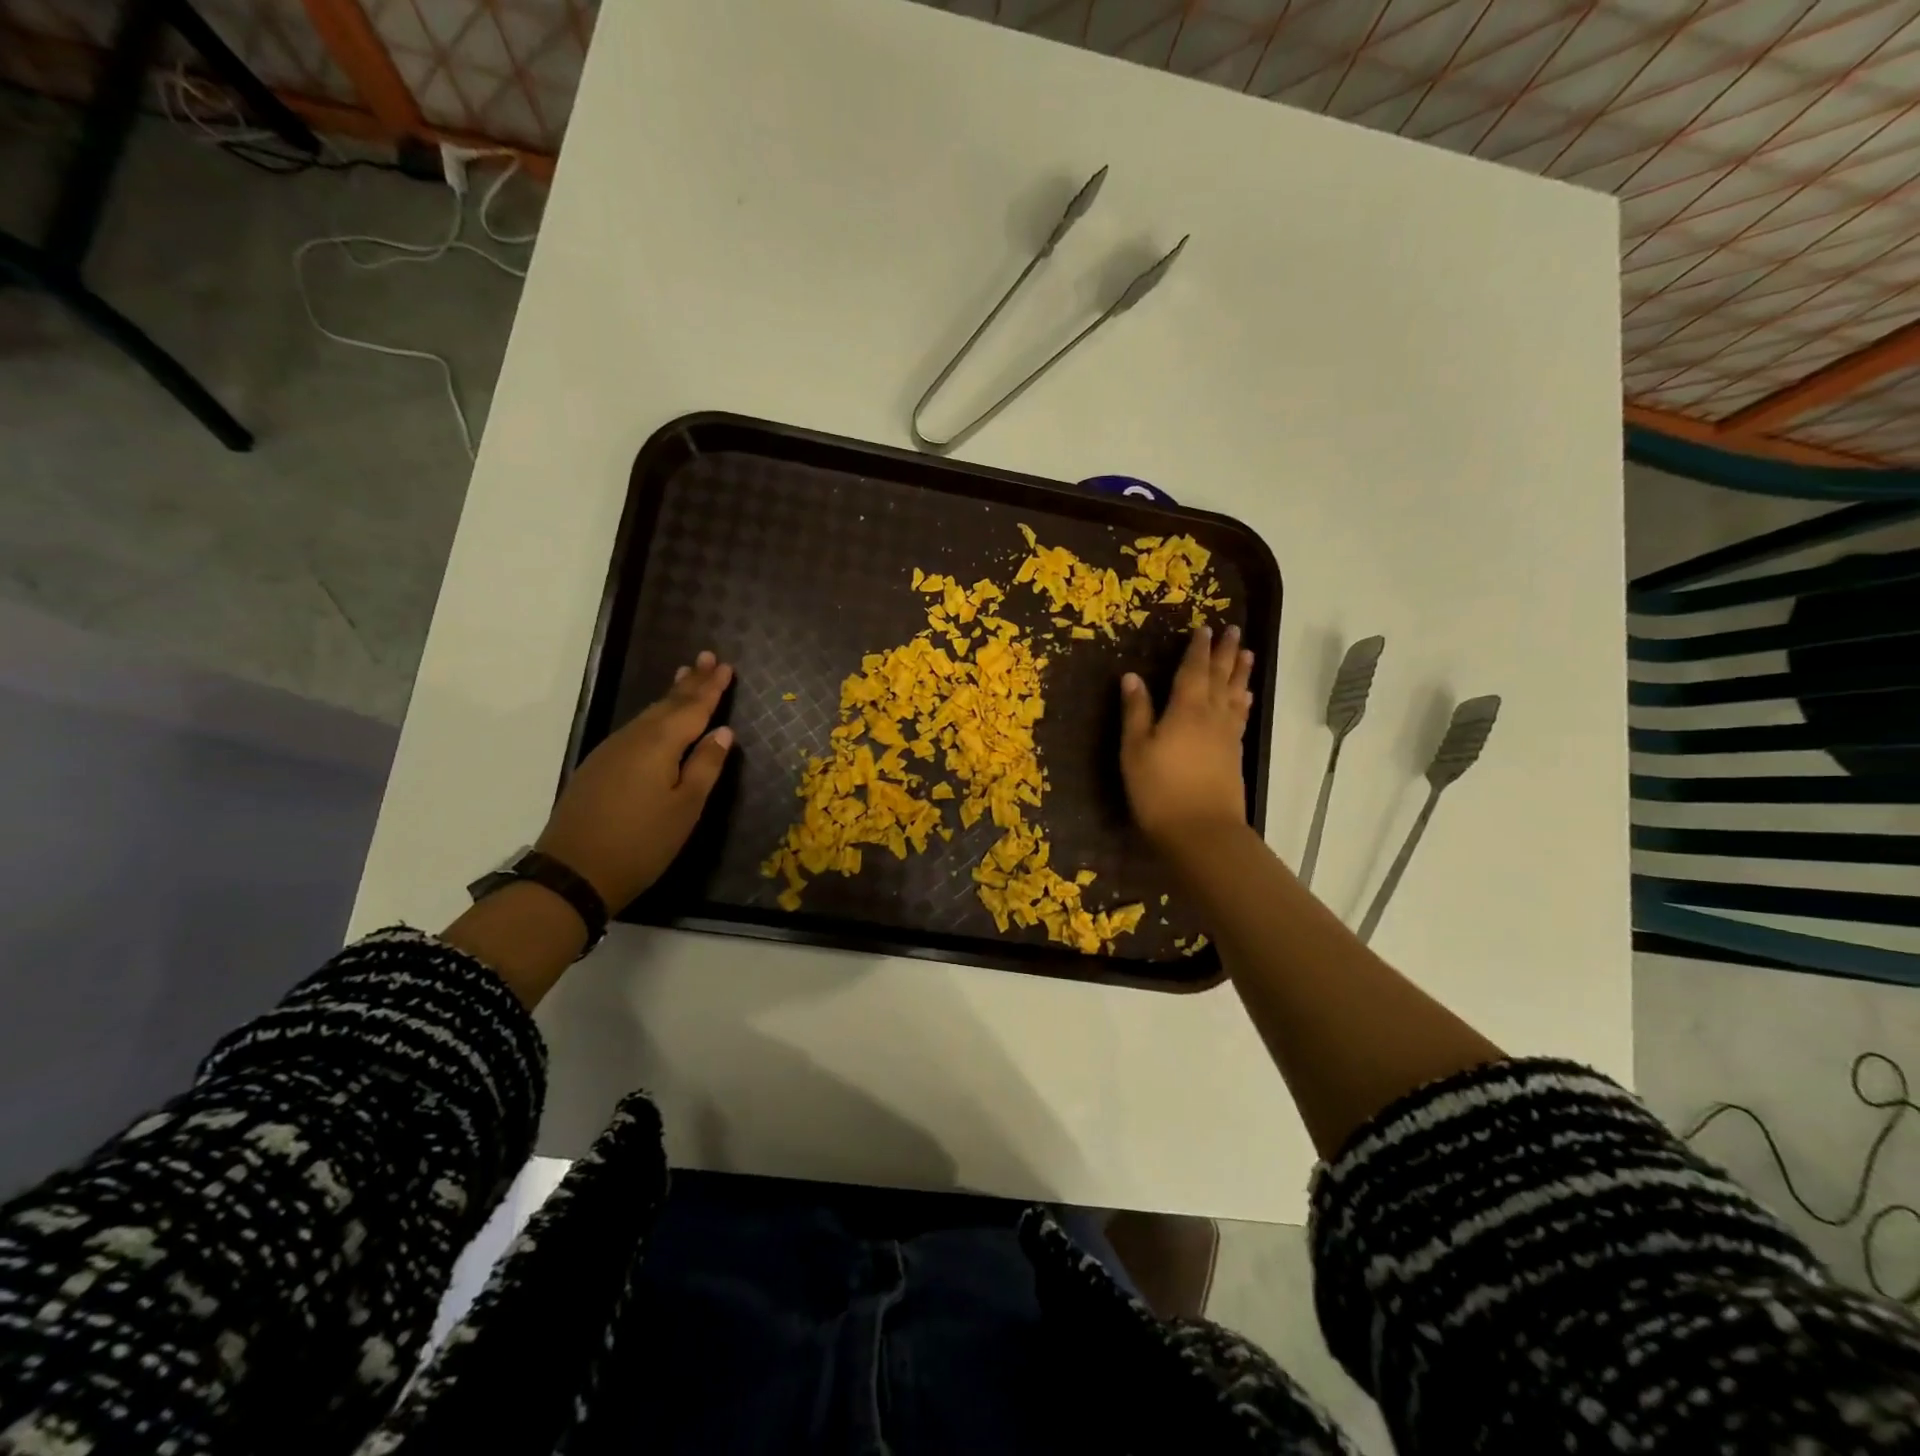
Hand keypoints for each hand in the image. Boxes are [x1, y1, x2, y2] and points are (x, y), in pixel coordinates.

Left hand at [536, 651, 735, 911]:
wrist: (573, 872)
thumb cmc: (642, 842)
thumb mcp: (686, 807)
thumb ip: (706, 765)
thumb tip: (723, 731)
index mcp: (660, 744)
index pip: (693, 707)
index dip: (712, 688)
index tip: (726, 666)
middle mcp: (635, 738)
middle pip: (668, 703)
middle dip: (690, 682)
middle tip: (706, 657)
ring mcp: (612, 750)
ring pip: (649, 714)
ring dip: (671, 695)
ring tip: (685, 676)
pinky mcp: (599, 766)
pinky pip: (636, 728)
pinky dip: (654, 715)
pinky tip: (658, 718)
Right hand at [1119, 625, 1253, 852]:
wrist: (1201, 831)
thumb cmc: (1159, 789)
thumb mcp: (1136, 749)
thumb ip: (1136, 711)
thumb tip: (1132, 676)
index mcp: (1186, 709)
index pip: (1194, 670)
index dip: (1198, 649)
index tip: (1205, 629)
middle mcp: (1212, 715)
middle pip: (1221, 677)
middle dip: (1226, 653)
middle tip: (1234, 631)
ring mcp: (1227, 735)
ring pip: (1236, 695)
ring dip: (1241, 673)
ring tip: (1248, 654)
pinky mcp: (1234, 754)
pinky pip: (1240, 716)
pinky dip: (1243, 701)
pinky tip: (1245, 699)